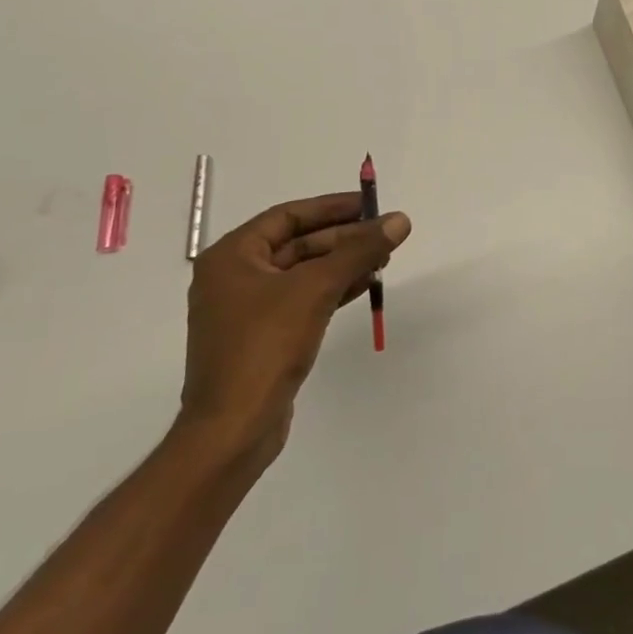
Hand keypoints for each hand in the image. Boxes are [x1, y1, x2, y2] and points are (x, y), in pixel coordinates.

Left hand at [179, 193, 410, 468]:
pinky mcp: (263, 336)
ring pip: (303, 272)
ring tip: (384, 257)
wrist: (233, 429)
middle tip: (385, 234)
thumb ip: (359, 251)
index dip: (332, 207)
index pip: (288, 216)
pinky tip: (366, 284)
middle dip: (343, 238)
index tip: (370, 204)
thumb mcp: (316, 289)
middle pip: (297, 243)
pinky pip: (302, 299)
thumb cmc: (265, 346)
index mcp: (232, 257)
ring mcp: (247, 309)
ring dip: (342, 263)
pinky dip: (333, 289)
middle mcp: (234, 277)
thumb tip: (400, 221)